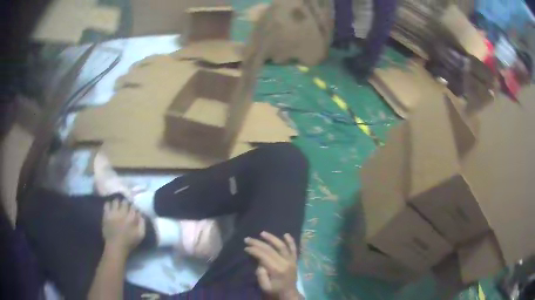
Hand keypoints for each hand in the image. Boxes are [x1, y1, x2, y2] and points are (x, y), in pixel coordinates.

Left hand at [102, 200, 145, 253]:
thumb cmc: (129, 242)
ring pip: (116, 201)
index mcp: (132, 218)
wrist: (116, 246)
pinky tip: (110, 208)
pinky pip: (107, 204)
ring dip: (117, 203)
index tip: (132, 210)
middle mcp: (122, 213)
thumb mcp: (140, 235)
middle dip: (125, 203)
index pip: (133, 207)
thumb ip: (142, 224)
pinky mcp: (106, 214)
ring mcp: (113, 213)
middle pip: (125, 202)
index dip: (133, 207)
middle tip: (125, 207)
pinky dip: (109, 204)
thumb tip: (141, 214)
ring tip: (117, 206)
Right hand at [245, 232, 300, 299]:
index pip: (264, 256)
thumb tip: (259, 263)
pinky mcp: (294, 261)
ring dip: (272, 238)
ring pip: (282, 246)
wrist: (289, 294)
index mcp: (277, 269)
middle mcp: (285, 262)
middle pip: (270, 249)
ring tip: (262, 233)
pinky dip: (291, 241)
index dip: (254, 250)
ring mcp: (291, 261)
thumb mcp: (264, 287)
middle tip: (248, 239)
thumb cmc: (275, 291)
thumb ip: (261, 275)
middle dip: (258, 243)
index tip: (246, 247)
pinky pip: (294, 249)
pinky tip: (286, 234)